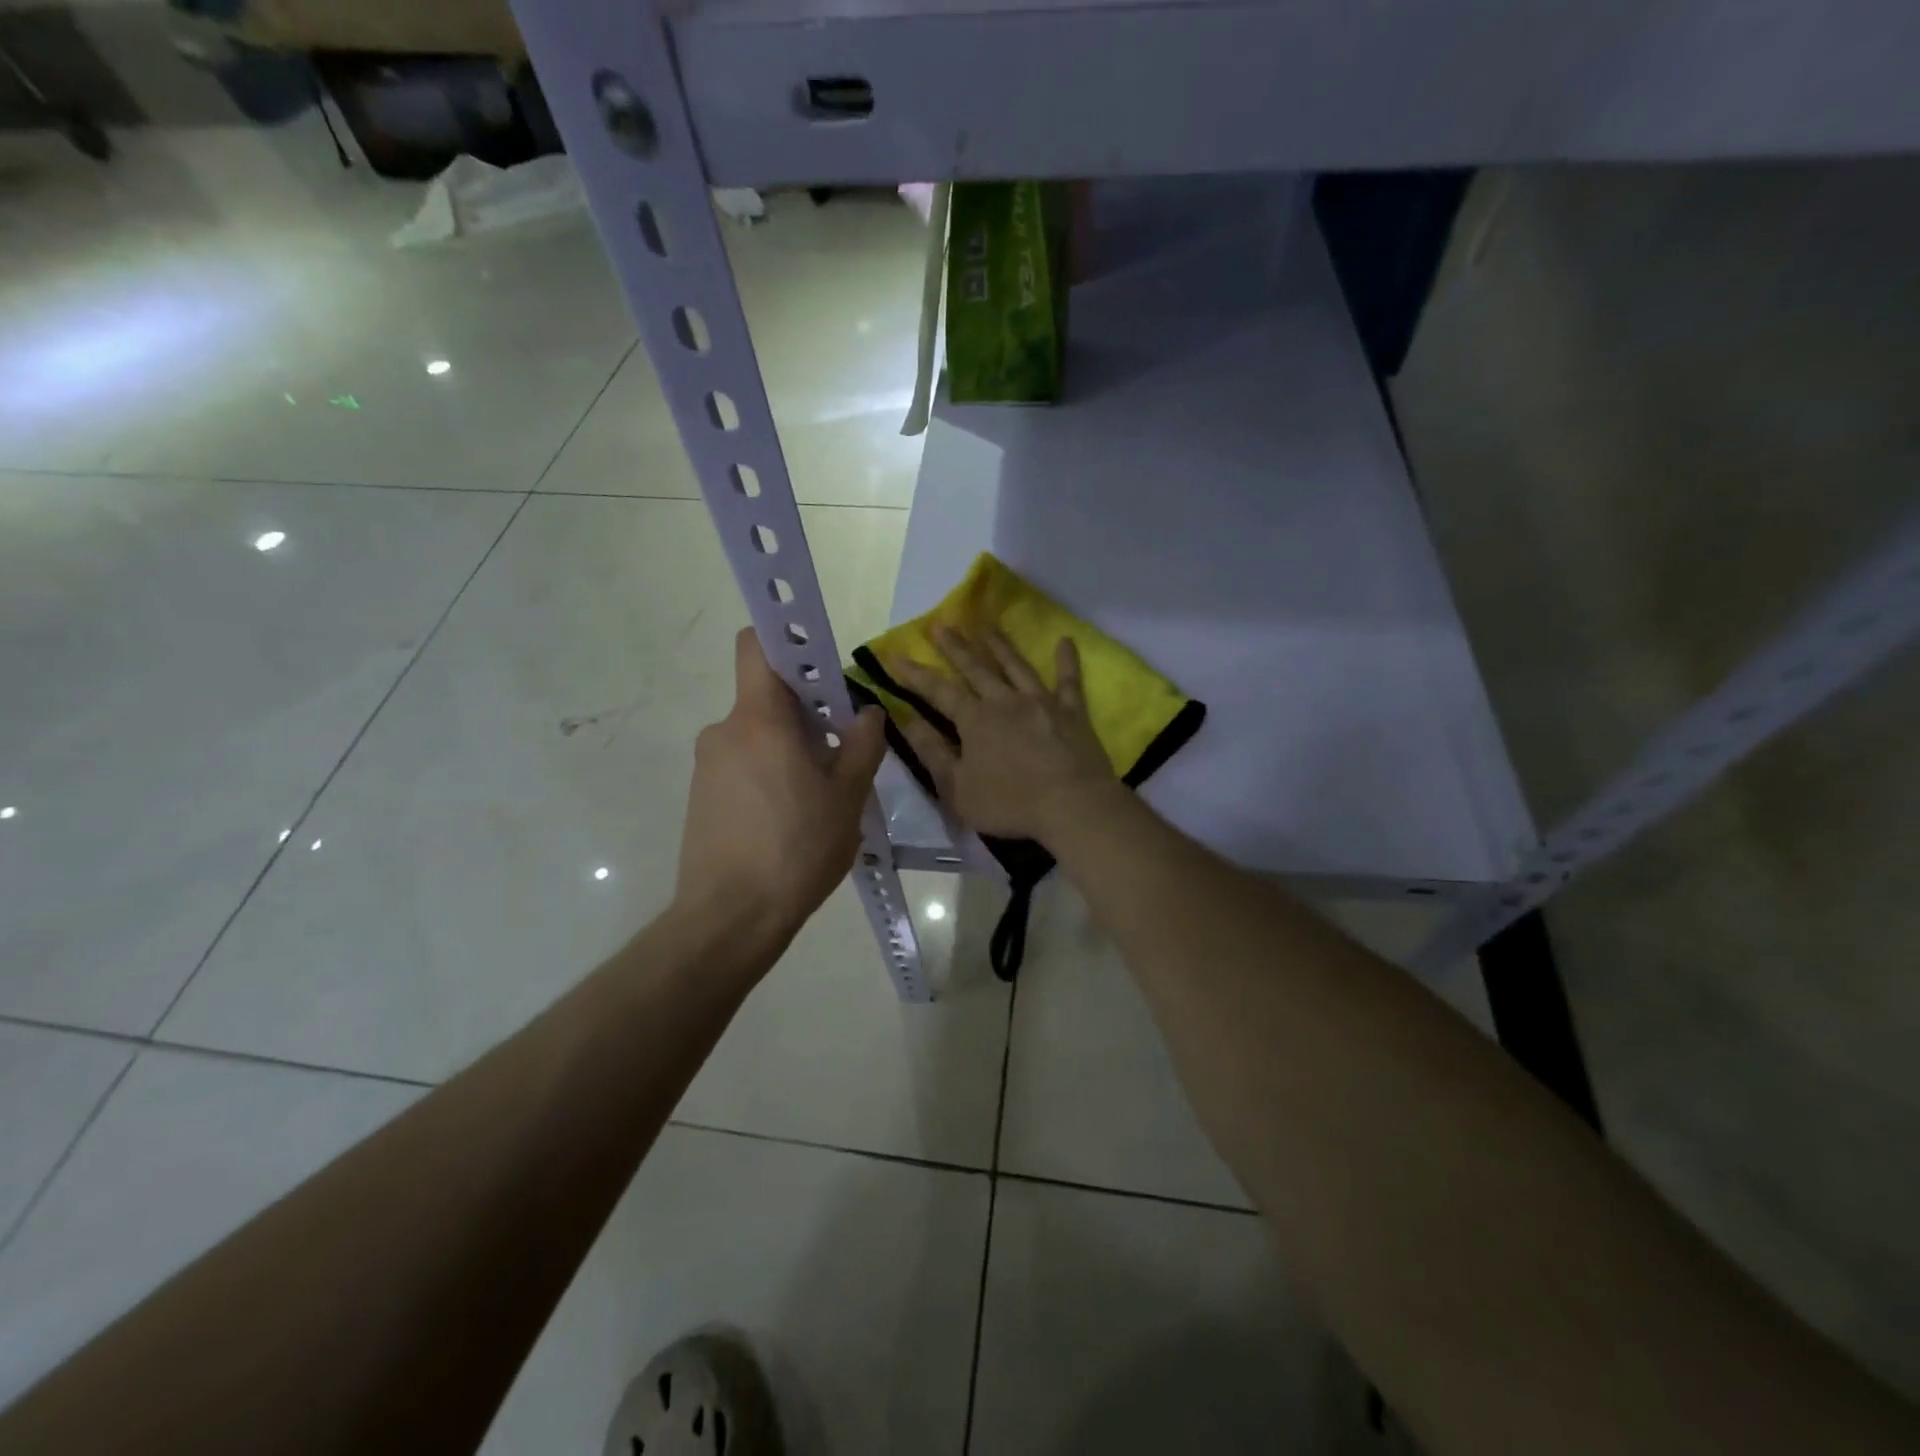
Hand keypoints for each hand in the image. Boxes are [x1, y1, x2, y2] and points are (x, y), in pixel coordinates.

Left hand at [676, 628, 886, 949]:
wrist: (729, 918)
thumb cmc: (796, 850)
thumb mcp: (847, 798)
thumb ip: (862, 746)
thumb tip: (866, 713)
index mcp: (759, 719)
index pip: (756, 645)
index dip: (787, 640)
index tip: (820, 667)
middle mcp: (724, 730)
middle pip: (766, 698)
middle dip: (805, 713)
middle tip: (838, 753)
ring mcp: (708, 765)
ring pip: (757, 736)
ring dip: (788, 750)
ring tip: (816, 798)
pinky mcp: (701, 796)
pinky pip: (742, 765)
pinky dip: (768, 775)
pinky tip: (788, 820)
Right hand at [888, 625, 1116, 842]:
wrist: (1073, 805)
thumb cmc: (1010, 803)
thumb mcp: (957, 789)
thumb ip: (932, 753)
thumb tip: (907, 721)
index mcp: (975, 720)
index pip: (938, 691)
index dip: (915, 674)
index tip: (895, 655)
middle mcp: (1005, 701)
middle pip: (976, 668)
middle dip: (955, 647)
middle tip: (941, 624)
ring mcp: (1041, 702)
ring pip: (1017, 666)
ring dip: (1000, 645)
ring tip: (987, 626)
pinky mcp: (1072, 711)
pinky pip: (1069, 680)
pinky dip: (1067, 660)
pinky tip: (1065, 641)